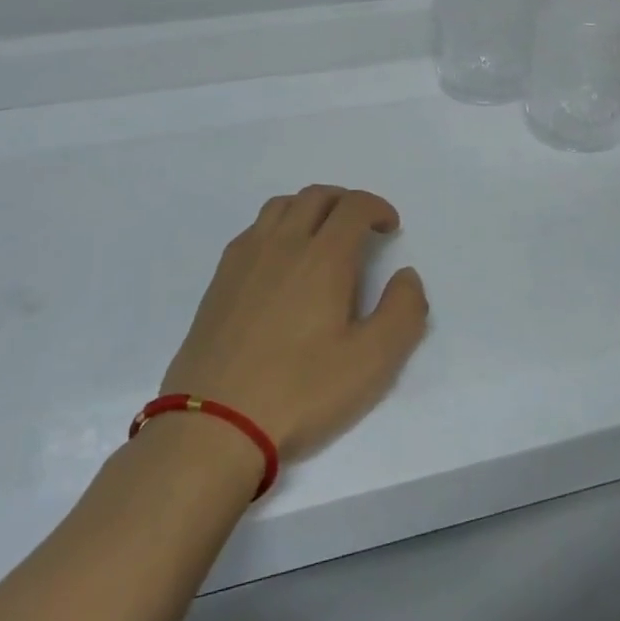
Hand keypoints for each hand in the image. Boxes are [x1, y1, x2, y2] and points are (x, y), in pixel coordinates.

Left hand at [160, 186, 428, 463]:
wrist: (214, 424)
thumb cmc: (300, 392)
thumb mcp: (372, 362)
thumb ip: (403, 312)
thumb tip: (406, 275)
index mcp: (323, 257)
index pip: (353, 206)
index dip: (377, 207)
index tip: (389, 227)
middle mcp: (282, 244)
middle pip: (316, 196)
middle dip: (346, 201)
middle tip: (362, 227)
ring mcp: (245, 258)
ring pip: (281, 206)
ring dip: (310, 208)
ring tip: (322, 237)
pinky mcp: (220, 279)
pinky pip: (254, 230)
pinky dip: (278, 227)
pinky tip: (281, 263)